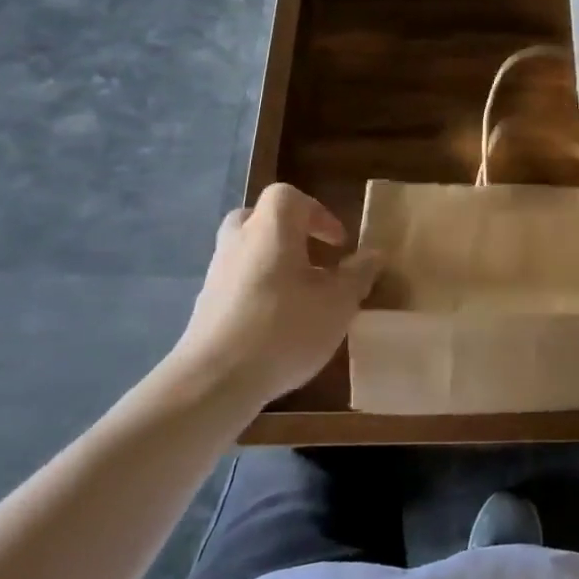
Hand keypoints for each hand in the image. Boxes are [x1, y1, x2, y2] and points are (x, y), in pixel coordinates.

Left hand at [164, 184, 380, 408]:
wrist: (213, 382)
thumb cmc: (284, 328)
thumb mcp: (338, 303)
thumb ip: (358, 275)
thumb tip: (373, 255)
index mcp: (271, 228)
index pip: (290, 197)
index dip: (319, 214)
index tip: (339, 244)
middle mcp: (239, 241)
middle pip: (260, 219)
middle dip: (288, 234)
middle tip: (313, 258)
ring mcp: (216, 274)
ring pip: (247, 252)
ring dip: (273, 264)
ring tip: (301, 296)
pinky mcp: (205, 307)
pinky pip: (236, 283)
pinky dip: (257, 291)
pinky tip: (276, 324)